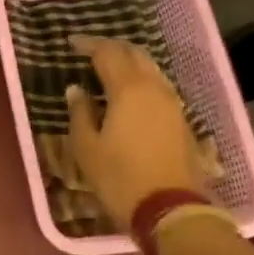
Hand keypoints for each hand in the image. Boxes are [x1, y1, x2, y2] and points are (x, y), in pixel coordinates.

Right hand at [64, 34, 213, 231]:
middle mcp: (154, 88)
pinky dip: (142, 80)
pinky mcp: (182, 121)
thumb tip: (76, 90)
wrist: (172, 211)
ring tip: (110, 68)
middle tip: (91, 51)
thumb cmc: (120, 178)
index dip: (88, 45)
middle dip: (112, 48)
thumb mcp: (87, 147)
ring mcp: (173, 104)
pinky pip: (159, 87)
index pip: (107, 53)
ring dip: (130, 62)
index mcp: (128, 89)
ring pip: (151, 69)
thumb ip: (80, 112)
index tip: (71, 43)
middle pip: (134, 54)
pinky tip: (130, 92)